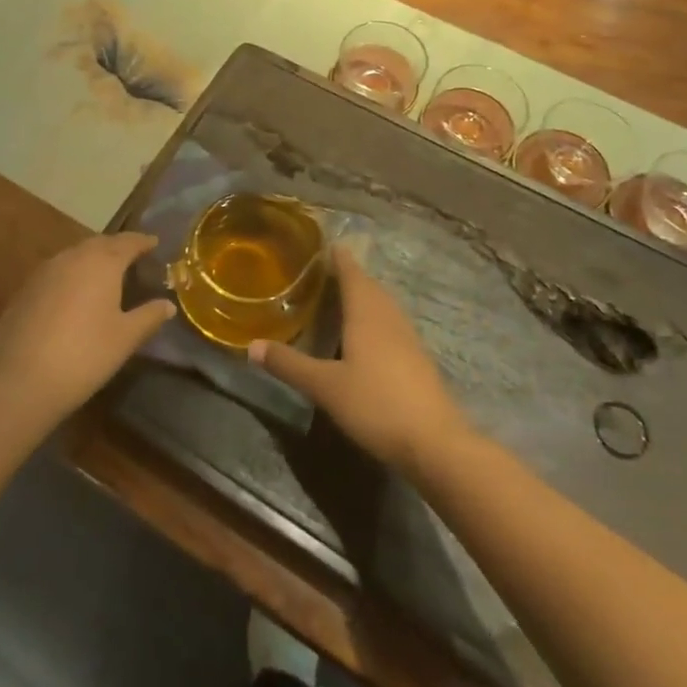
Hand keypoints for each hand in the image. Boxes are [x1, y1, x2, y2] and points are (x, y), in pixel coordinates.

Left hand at [0, 233, 175, 429]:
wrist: (20, 380)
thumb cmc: (84, 355)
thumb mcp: (125, 338)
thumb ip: (149, 316)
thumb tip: (168, 304)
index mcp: (102, 262)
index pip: (128, 242)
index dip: (143, 241)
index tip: (154, 243)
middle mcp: (72, 257)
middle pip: (99, 243)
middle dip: (117, 247)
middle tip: (132, 257)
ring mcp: (44, 271)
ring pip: (75, 255)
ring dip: (92, 259)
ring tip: (105, 274)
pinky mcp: (25, 289)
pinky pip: (57, 271)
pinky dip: (72, 274)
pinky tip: (75, 294)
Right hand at [249, 247, 472, 476]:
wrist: (436, 443)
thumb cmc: (376, 404)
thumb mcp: (325, 386)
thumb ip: (289, 364)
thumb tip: (251, 345)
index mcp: (367, 313)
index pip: (351, 272)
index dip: (338, 257)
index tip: (325, 243)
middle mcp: (389, 317)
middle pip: (369, 286)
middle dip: (349, 275)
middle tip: (324, 271)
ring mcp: (408, 338)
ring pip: (383, 305)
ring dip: (364, 296)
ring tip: (341, 298)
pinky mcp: (417, 359)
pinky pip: (391, 324)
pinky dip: (374, 319)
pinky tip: (365, 336)